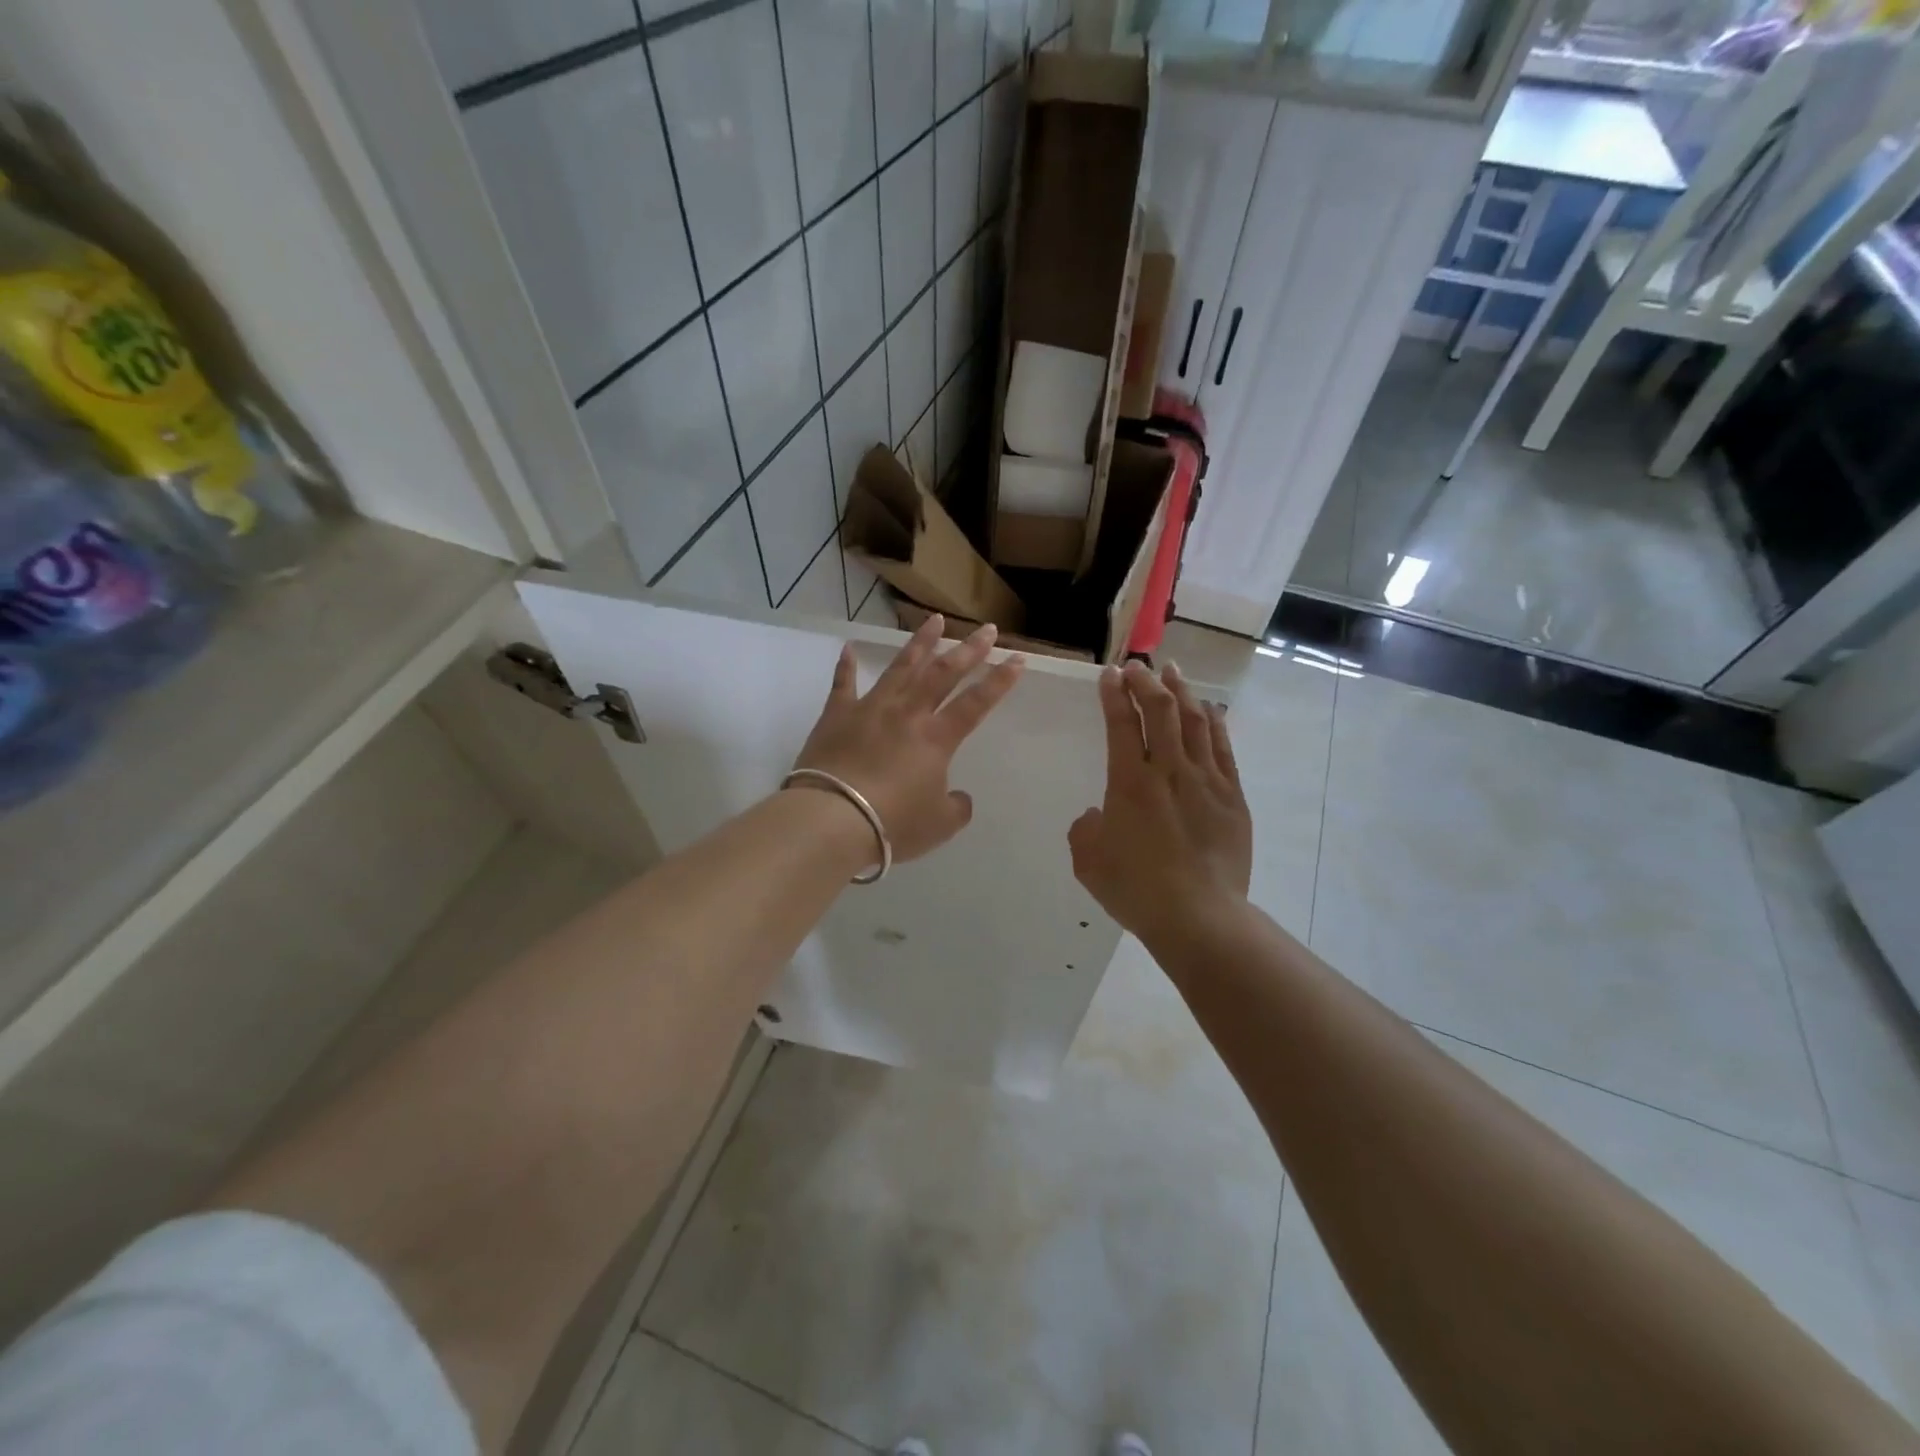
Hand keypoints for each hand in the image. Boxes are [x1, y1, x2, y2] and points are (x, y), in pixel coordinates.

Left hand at [793, 614, 1025, 863]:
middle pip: (942, 674)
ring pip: (900, 668)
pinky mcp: (836, 716)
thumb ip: (956, 808)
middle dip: (968, 650)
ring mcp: (870, 709)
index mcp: (936, 739)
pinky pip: (843, 685)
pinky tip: (848, 648)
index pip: (976, 704)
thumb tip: (958, 796)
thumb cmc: (892, 823)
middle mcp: (907, 714)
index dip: (999, 682)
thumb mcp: (938, 825)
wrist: (832, 818)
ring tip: (934, 620)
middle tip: (986, 629)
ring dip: (919, 643)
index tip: (1018, 658)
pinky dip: (846, 666)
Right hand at [1069, 660, 1252, 944]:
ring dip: (1181, 692)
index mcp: (1129, 783)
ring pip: (1194, 721)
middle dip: (1146, 682)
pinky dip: (1214, 722)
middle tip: (1137, 666)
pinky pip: (1222, 747)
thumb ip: (1086, 829)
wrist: (1198, 916)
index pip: (1121, 724)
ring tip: (1173, 671)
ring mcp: (1206, 781)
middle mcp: (1168, 771)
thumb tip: (1098, 815)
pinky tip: (1208, 709)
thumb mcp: (1088, 861)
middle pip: (1160, 711)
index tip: (1109, 674)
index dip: (1114, 694)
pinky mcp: (1232, 796)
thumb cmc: (1136, 889)